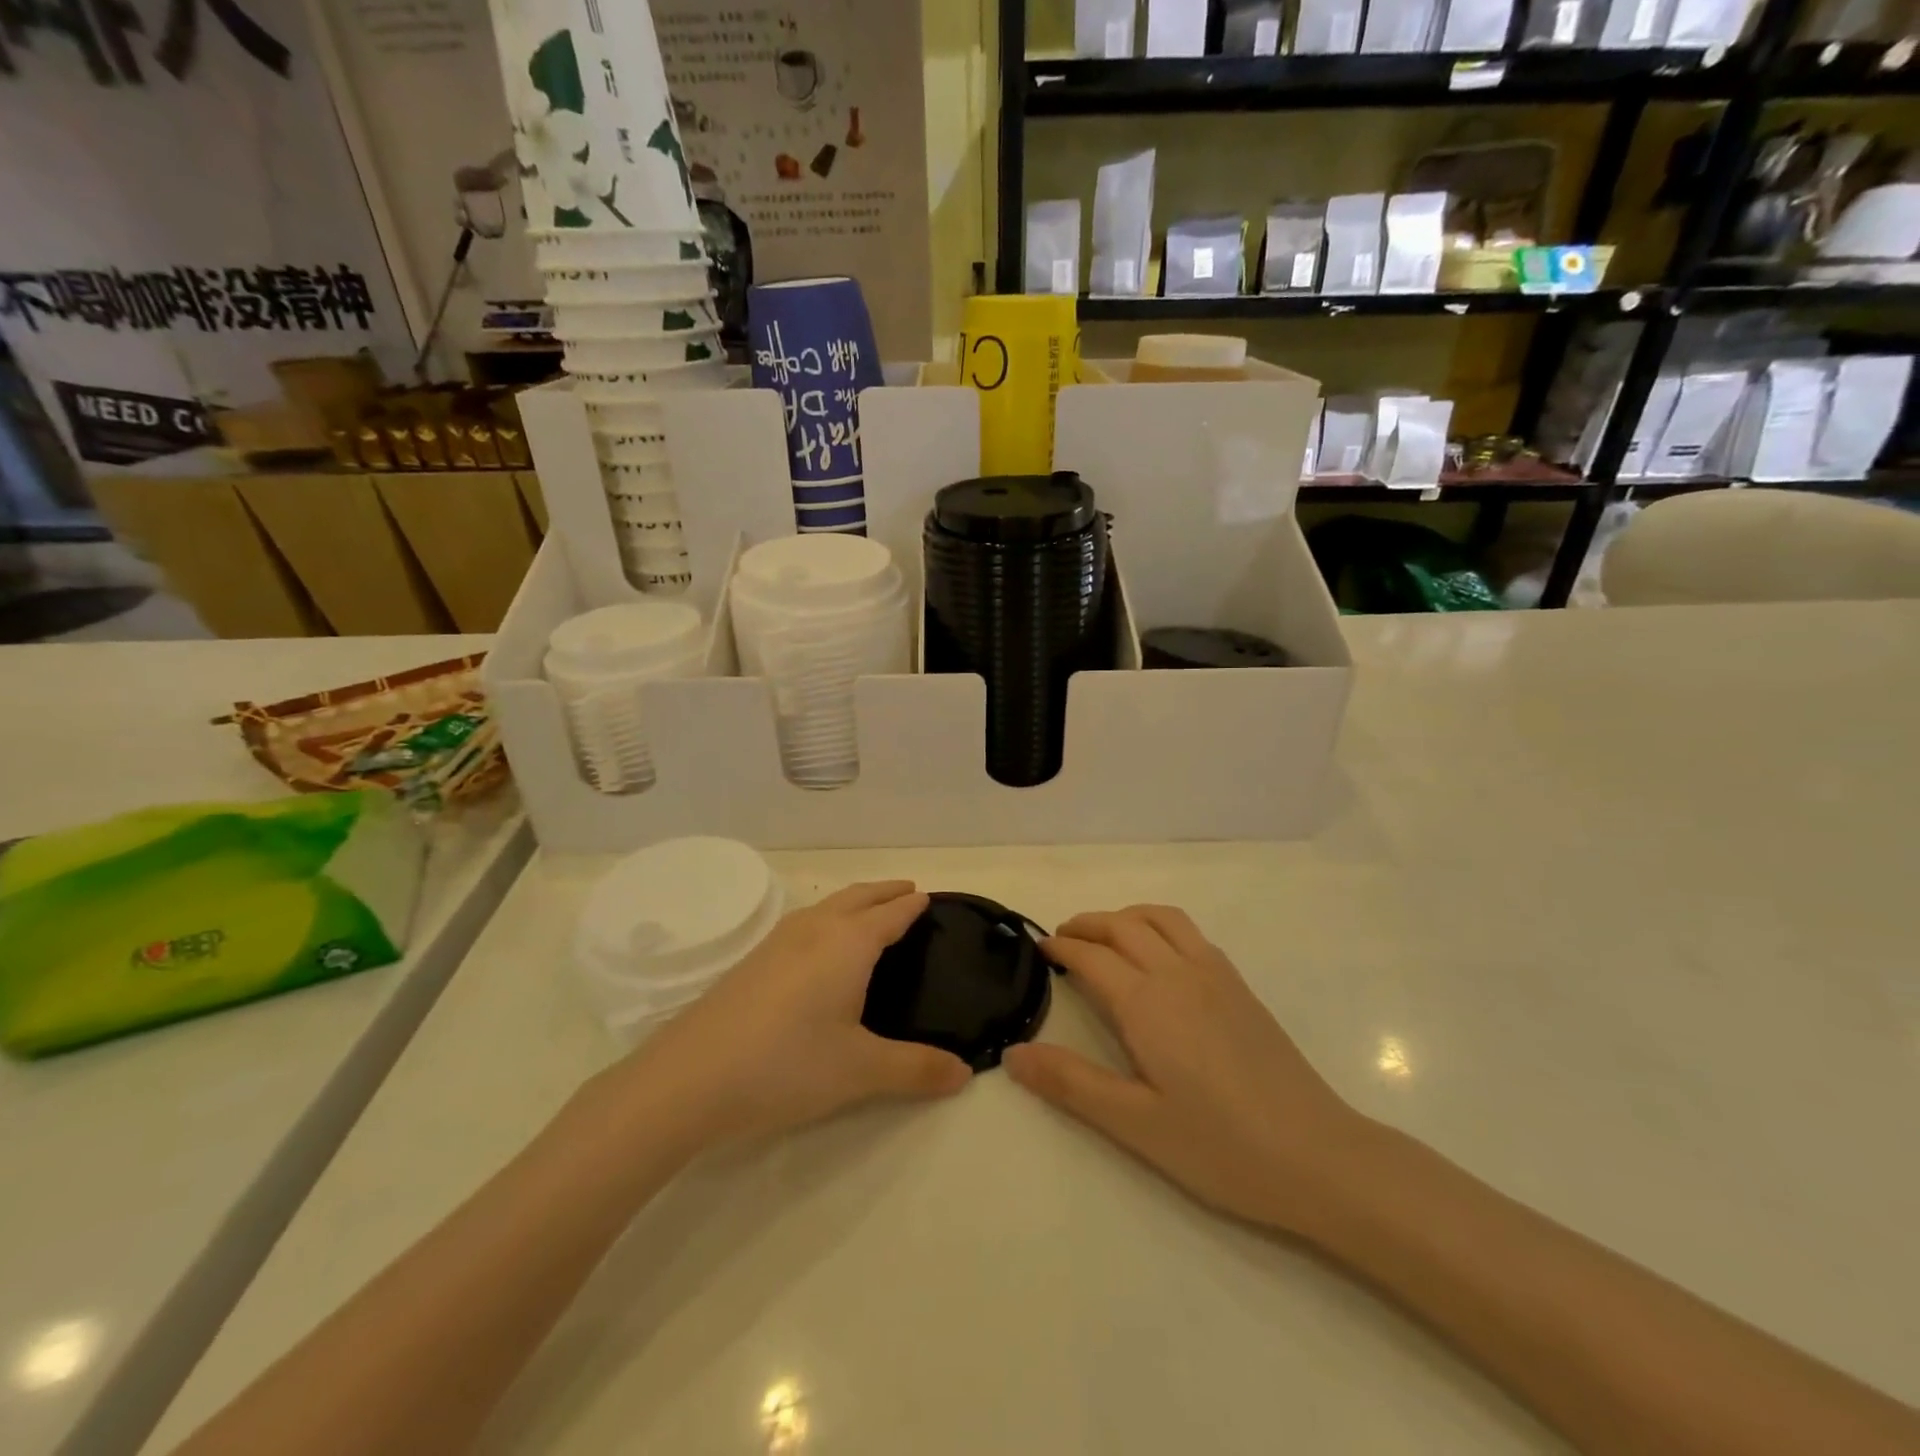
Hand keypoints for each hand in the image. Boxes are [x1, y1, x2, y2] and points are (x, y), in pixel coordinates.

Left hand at [611, 882, 971, 1150]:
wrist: (688, 1078)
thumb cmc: (786, 1065)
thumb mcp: (861, 1070)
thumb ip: (916, 1069)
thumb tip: (965, 1073)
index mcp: (848, 943)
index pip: (890, 915)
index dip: (912, 906)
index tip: (928, 898)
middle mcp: (814, 930)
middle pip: (857, 897)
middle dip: (884, 892)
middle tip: (907, 892)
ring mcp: (777, 942)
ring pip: (826, 907)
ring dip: (853, 901)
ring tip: (868, 912)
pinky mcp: (752, 961)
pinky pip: (803, 923)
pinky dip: (826, 919)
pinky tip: (816, 946)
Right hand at [1003, 905, 1363, 1233]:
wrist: (1318, 1156)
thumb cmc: (1220, 1146)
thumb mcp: (1135, 1124)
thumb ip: (1072, 1083)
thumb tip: (1013, 1053)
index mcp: (1148, 1003)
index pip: (1092, 956)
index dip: (1061, 948)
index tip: (1039, 949)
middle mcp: (1179, 974)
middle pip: (1124, 926)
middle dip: (1087, 924)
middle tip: (1061, 939)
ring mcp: (1215, 975)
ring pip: (1161, 919)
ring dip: (1125, 916)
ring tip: (1105, 936)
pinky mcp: (1240, 987)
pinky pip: (1191, 933)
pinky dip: (1160, 926)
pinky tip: (1159, 957)